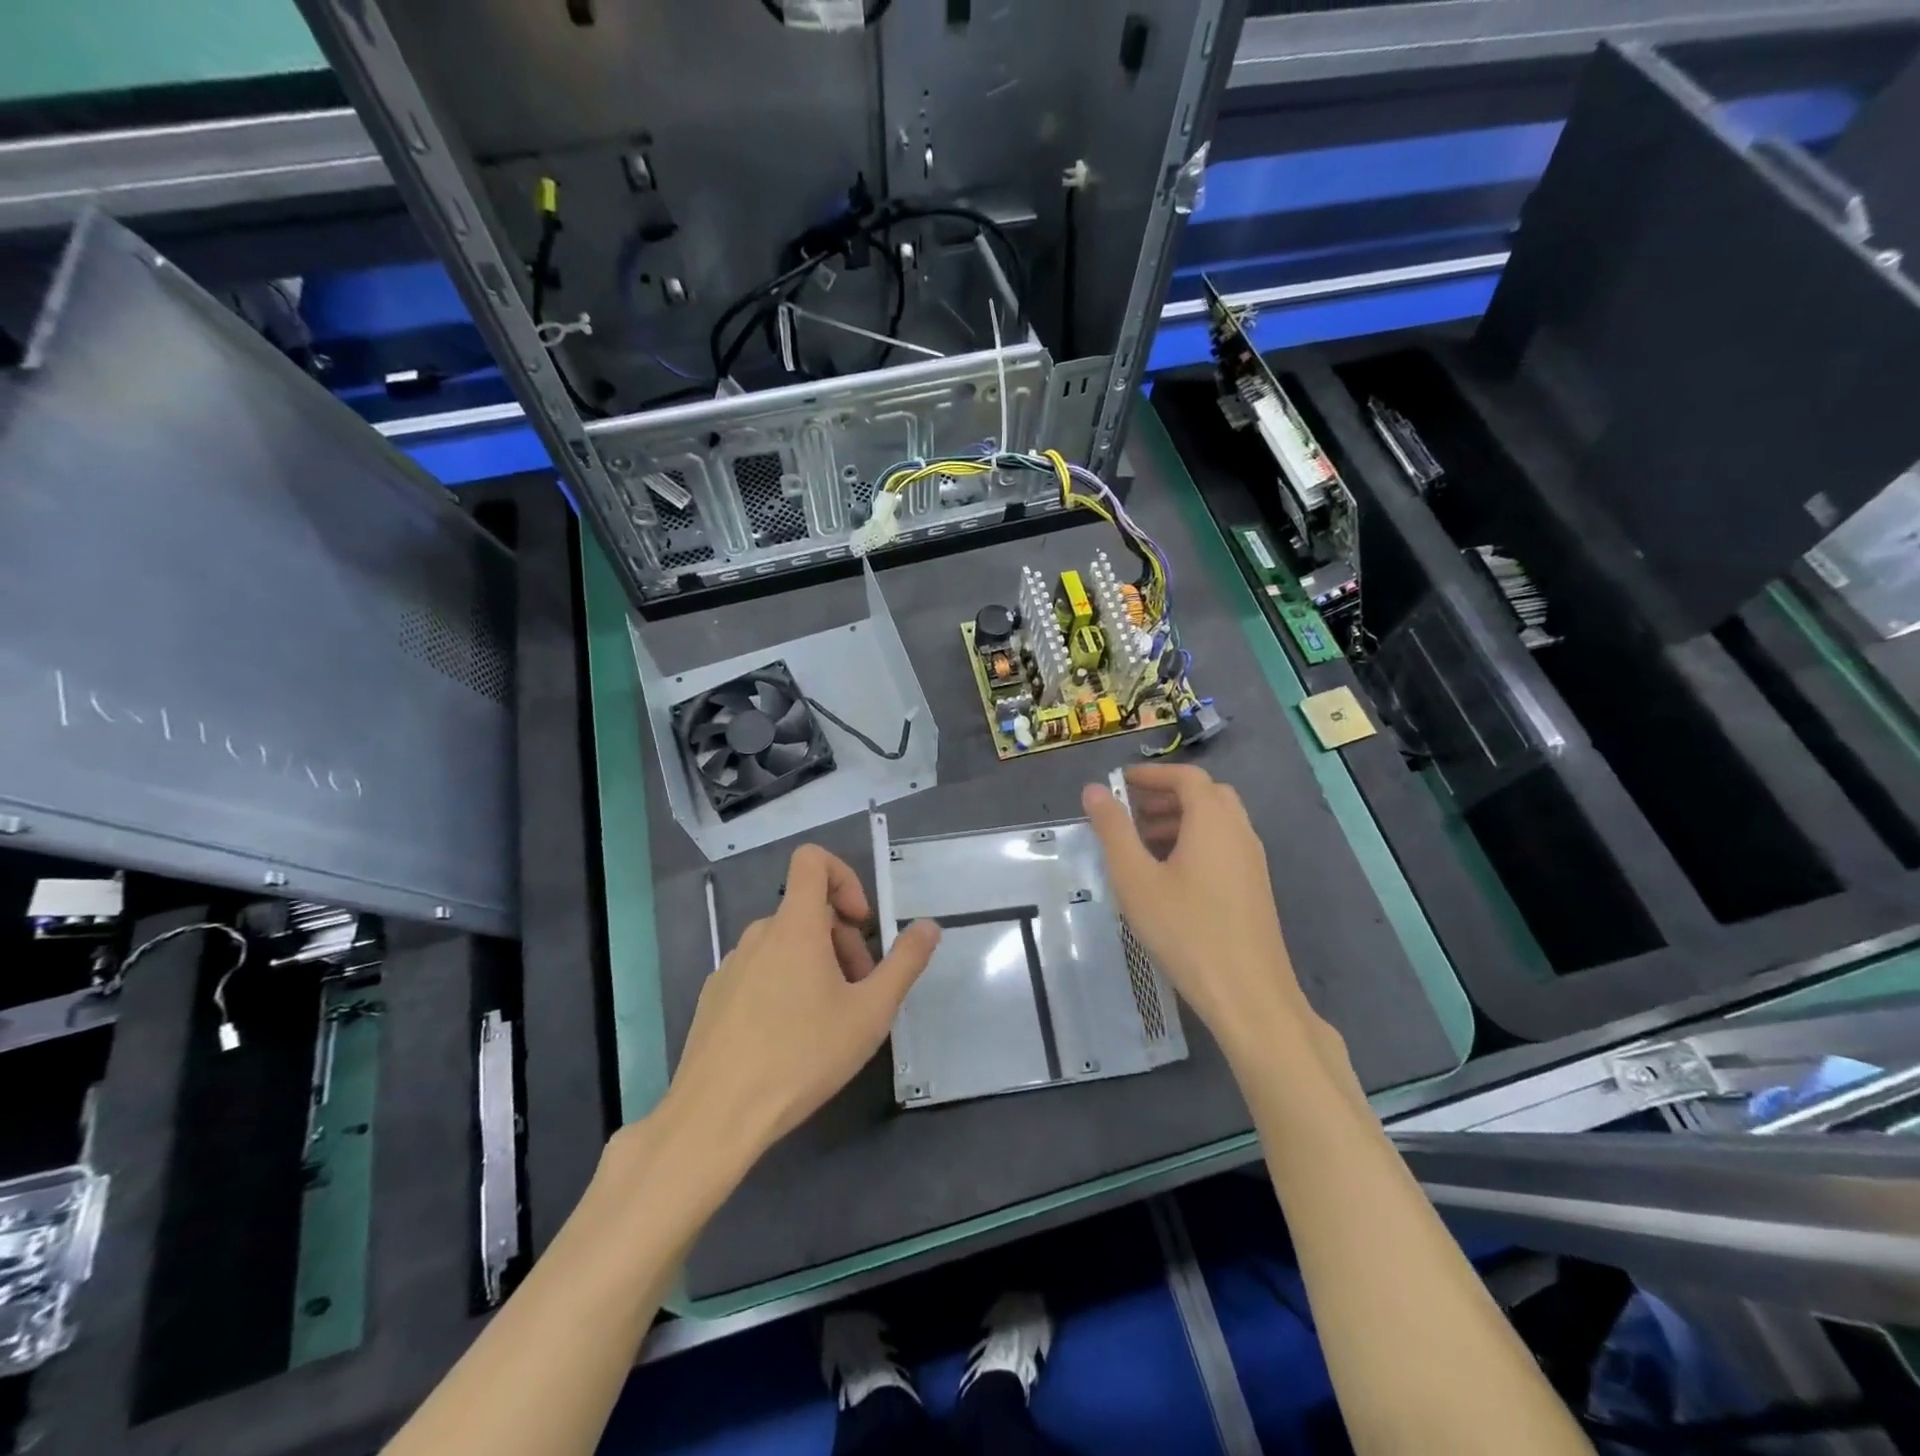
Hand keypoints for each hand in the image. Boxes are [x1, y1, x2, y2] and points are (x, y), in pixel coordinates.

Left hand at [663, 846, 941, 1162]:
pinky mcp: (713, 996)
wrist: (715, 1116)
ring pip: (784, 945)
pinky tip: (788, 1039)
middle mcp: (759, 935)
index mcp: (795, 926)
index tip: (861, 923)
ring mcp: (730, 966)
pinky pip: (758, 971)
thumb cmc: (802, 1057)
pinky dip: (783, 985)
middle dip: (842, 941)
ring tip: (827, 1021)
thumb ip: (904, 963)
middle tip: (859, 993)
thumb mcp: (870, 1013)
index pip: (812, 860)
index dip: (844, 877)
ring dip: (815, 966)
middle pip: (807, 912)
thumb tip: (929, 926)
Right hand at [1083, 765, 1317, 1068]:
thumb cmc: (1185, 929)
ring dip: (1181, 819)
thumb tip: (1095, 790)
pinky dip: (1196, 841)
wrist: (1247, 993)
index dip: (1152, 774)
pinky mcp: (1255, 886)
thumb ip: (1113, 829)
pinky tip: (1170, 875)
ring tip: (1143, 843)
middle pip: (1205, 794)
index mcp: (1213, 820)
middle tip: (1131, 812)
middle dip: (1166, 795)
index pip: (1186, 776)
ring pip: (1217, 821)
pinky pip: (1224, 845)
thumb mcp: (1135, 878)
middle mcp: (1239, 831)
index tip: (1121, 783)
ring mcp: (1252, 860)